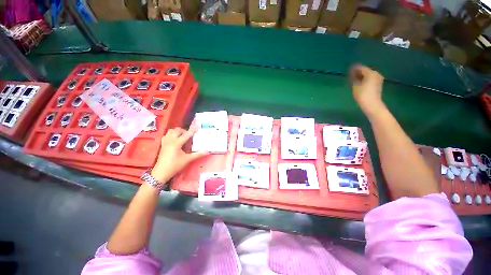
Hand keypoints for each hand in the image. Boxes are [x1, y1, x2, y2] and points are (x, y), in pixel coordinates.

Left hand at [150, 127, 208, 181]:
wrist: (161, 172)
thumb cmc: (175, 165)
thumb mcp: (187, 160)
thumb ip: (198, 155)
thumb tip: (207, 152)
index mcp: (177, 143)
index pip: (187, 134)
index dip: (193, 130)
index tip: (198, 127)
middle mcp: (170, 140)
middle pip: (178, 130)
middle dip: (185, 130)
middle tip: (190, 135)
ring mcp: (165, 142)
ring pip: (171, 131)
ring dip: (177, 131)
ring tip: (183, 136)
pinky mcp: (162, 144)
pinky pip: (167, 135)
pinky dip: (172, 134)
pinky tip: (175, 139)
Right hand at [350, 65, 384, 116]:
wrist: (372, 104)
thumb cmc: (362, 94)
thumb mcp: (355, 86)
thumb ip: (354, 78)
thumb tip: (353, 74)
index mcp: (370, 73)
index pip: (361, 68)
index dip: (354, 69)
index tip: (348, 70)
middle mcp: (376, 73)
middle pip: (365, 71)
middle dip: (358, 73)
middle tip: (351, 76)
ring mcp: (378, 79)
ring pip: (368, 75)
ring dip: (361, 77)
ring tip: (354, 80)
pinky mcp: (378, 84)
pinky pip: (370, 79)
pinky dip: (365, 80)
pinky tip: (360, 83)